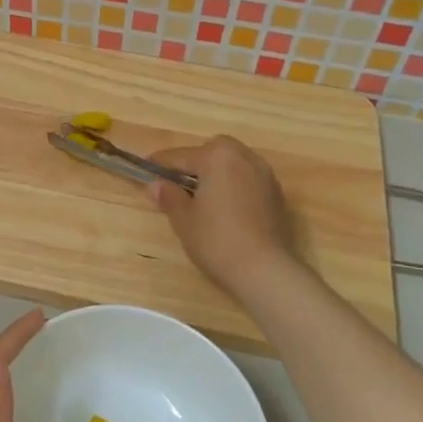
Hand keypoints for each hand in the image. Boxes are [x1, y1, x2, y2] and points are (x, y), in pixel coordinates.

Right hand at [146, 136, 296, 295]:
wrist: (265, 270)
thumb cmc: (217, 240)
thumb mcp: (183, 219)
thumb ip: (169, 196)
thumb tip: (155, 185)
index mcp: (217, 157)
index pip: (180, 156)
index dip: (160, 164)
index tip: (145, 169)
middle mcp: (244, 158)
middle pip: (213, 151)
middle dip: (195, 162)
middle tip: (179, 184)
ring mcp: (265, 176)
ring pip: (234, 164)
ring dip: (217, 173)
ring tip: (203, 197)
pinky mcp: (277, 196)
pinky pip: (248, 180)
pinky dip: (234, 186)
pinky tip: (226, 209)